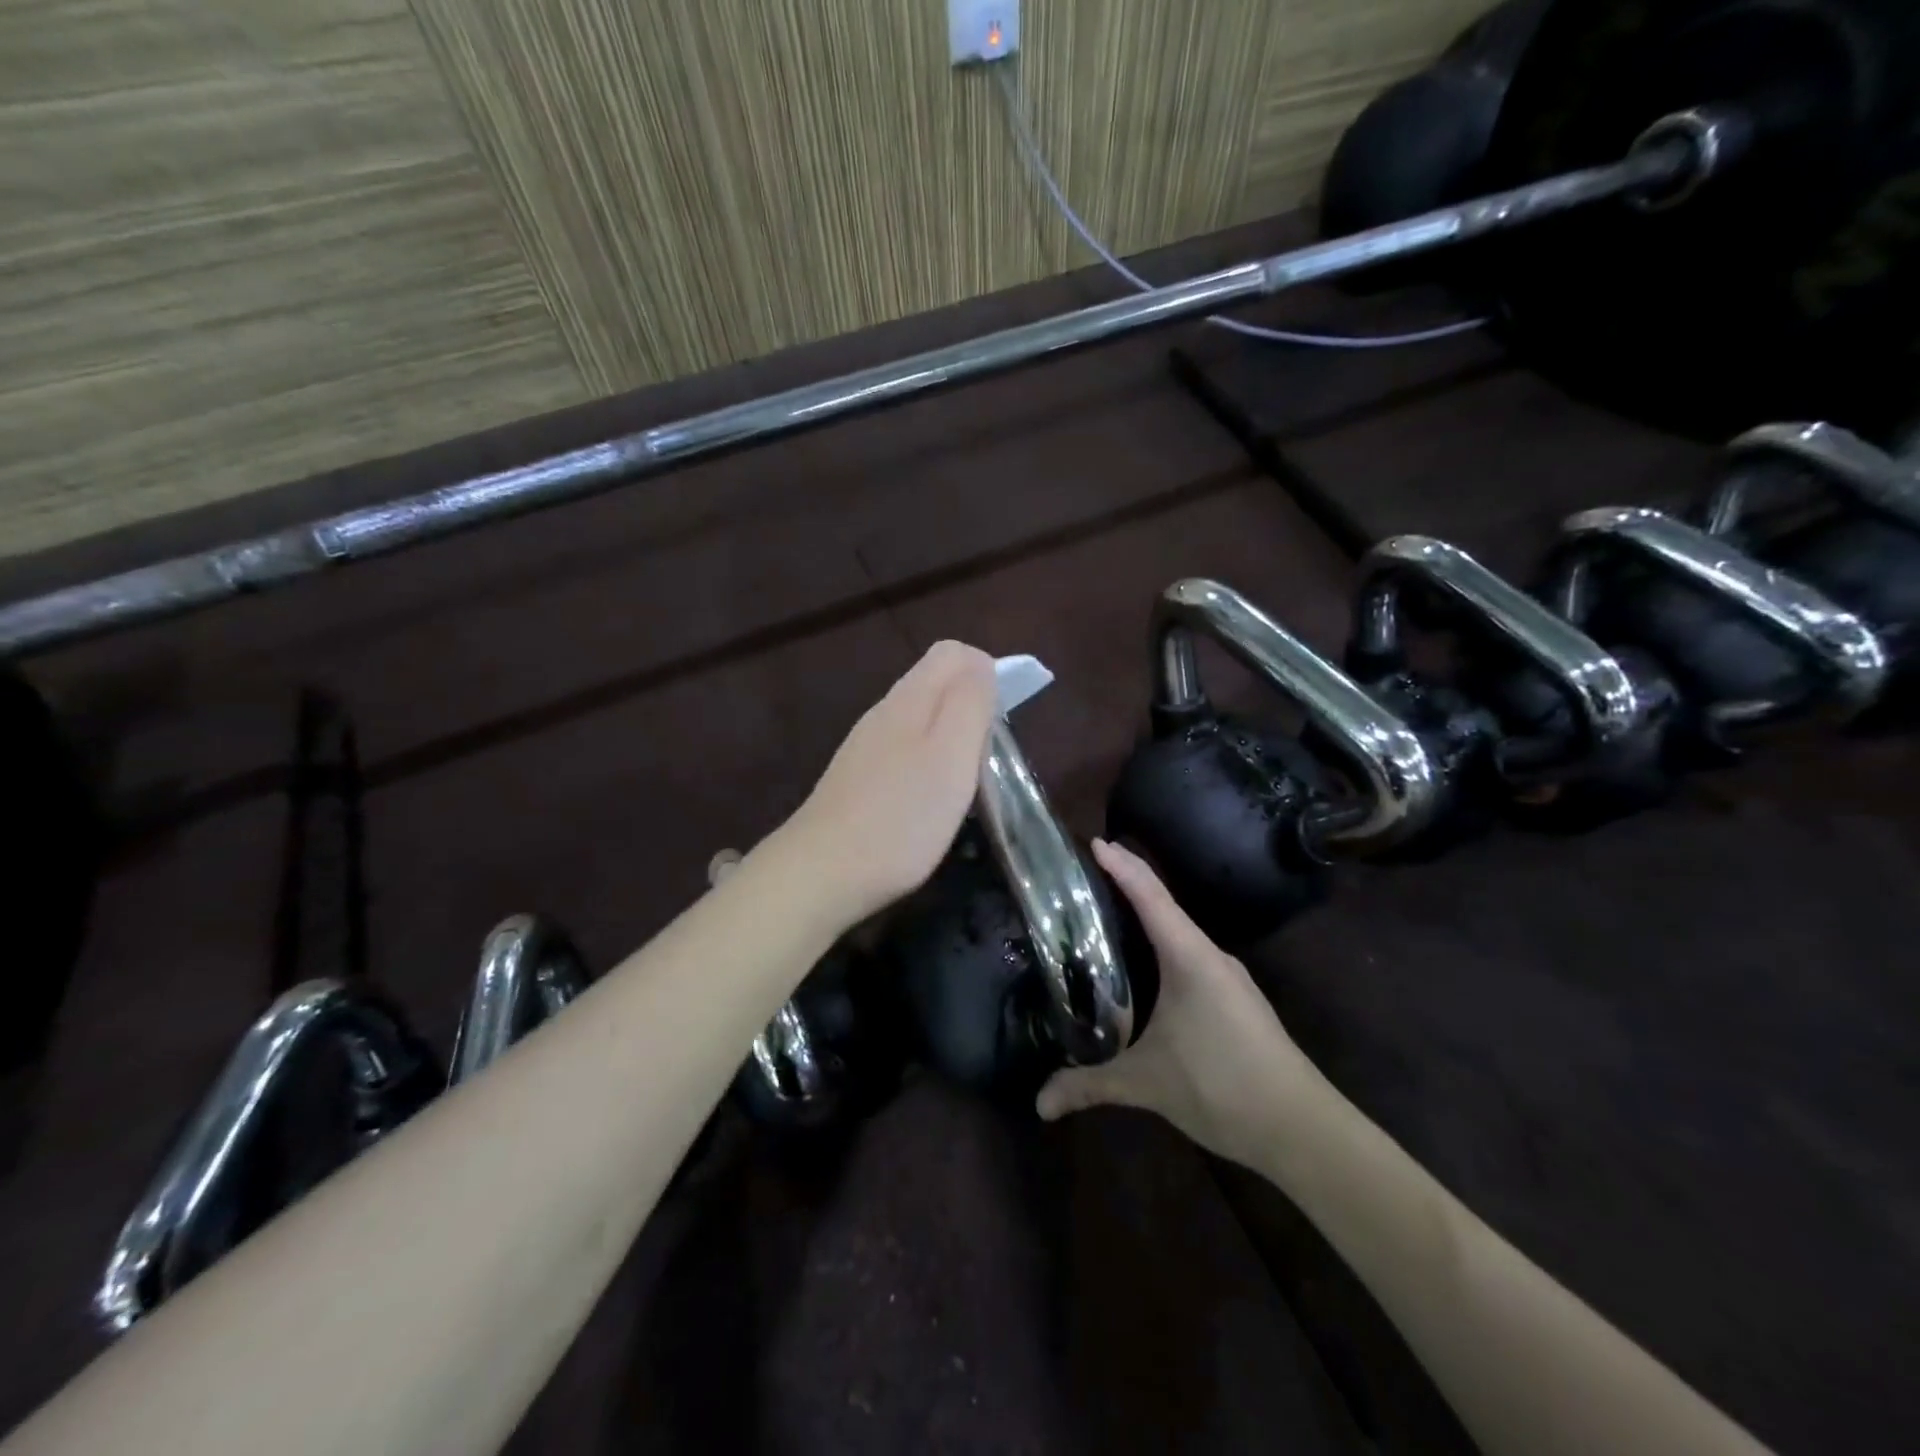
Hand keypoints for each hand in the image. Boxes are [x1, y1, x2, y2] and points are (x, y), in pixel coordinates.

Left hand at [783, 640, 998, 925]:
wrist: (822, 873)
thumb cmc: (902, 817)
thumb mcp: (952, 755)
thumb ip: (970, 702)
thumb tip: (981, 663)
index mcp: (909, 698)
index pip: (952, 652)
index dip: (986, 671)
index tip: (1001, 718)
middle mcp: (883, 713)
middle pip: (935, 684)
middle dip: (971, 707)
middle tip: (987, 757)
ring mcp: (865, 747)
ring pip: (920, 720)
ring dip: (951, 739)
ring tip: (964, 784)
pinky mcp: (857, 780)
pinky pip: (903, 752)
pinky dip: (928, 765)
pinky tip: (929, 803)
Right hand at [1037, 840, 1326, 1167]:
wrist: (1303, 1129)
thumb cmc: (1222, 1085)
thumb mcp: (1146, 1083)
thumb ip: (1089, 1085)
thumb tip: (1040, 1104)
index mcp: (1189, 956)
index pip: (1150, 895)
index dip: (1121, 865)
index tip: (1094, 842)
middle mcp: (1210, 957)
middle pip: (1164, 907)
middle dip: (1127, 887)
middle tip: (1085, 881)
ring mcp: (1227, 979)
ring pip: (1179, 936)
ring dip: (1146, 921)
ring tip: (1106, 920)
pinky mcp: (1235, 1001)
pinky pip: (1190, 959)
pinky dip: (1162, 950)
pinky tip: (1143, 972)